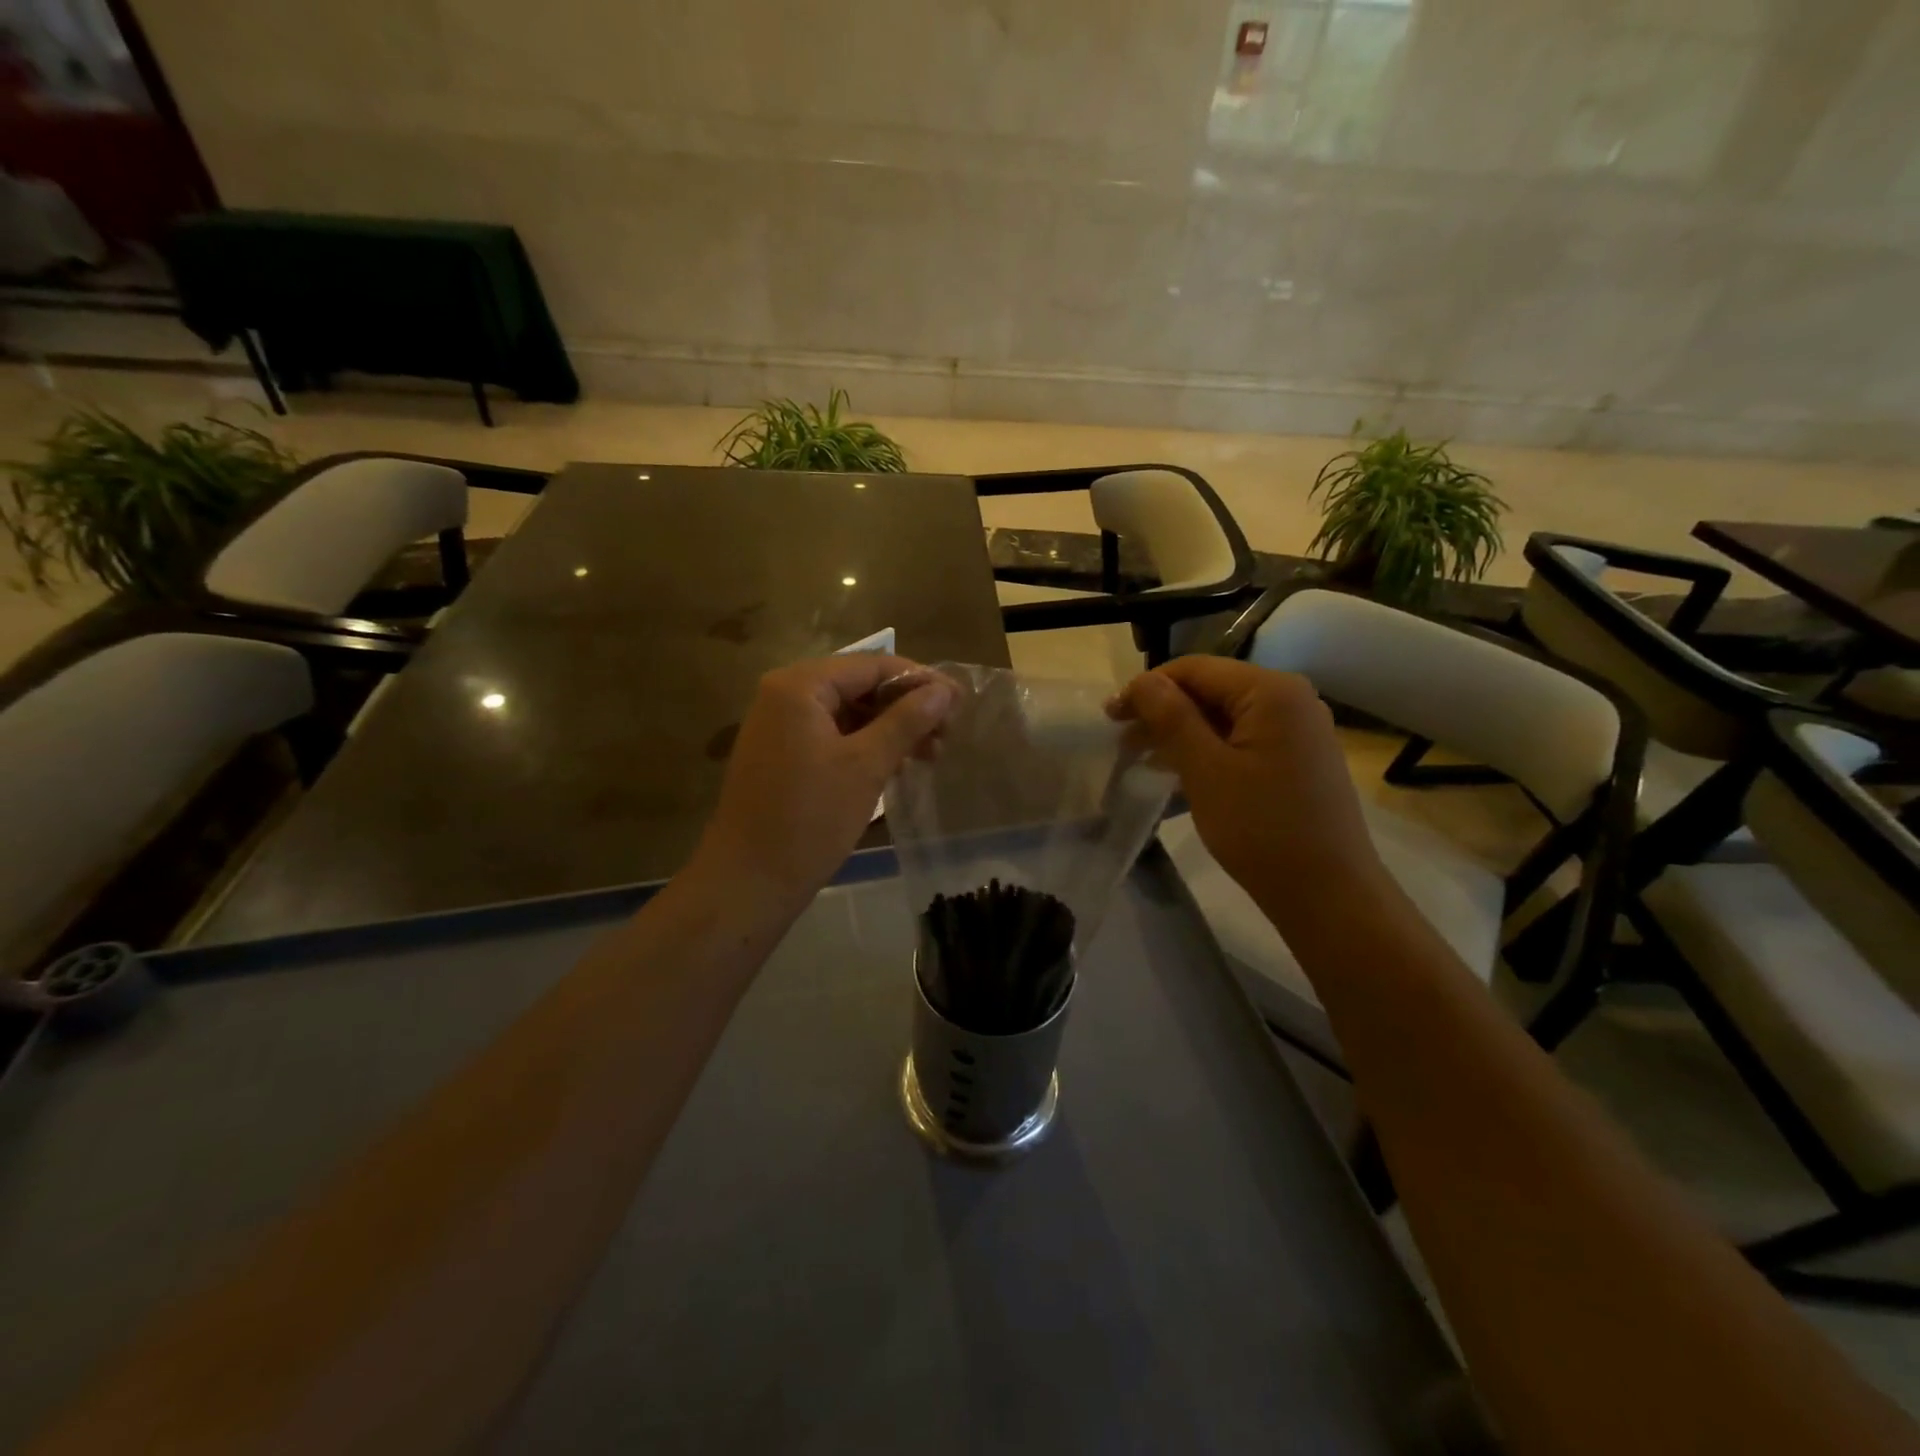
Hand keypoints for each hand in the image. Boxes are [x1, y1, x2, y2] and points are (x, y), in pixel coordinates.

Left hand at [692, 655, 953, 912]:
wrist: (748, 882)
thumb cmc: (810, 819)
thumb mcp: (866, 765)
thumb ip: (907, 720)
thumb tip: (944, 689)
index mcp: (799, 686)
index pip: (872, 665)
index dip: (920, 680)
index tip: (960, 703)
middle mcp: (784, 695)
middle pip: (859, 686)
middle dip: (906, 707)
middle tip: (948, 734)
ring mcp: (780, 726)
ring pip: (848, 713)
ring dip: (891, 729)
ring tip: (931, 755)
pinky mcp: (782, 755)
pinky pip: (833, 736)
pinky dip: (866, 746)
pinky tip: (897, 765)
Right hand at [1114, 657, 1385, 931]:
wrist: (1328, 894)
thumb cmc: (1262, 829)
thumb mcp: (1205, 770)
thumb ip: (1171, 718)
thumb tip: (1143, 680)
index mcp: (1272, 691)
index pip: (1196, 669)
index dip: (1148, 687)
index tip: (1110, 717)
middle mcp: (1291, 699)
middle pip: (1212, 689)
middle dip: (1163, 711)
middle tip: (1121, 741)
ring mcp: (1299, 730)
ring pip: (1225, 717)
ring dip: (1181, 732)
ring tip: (1142, 759)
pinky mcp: (1298, 758)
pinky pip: (1243, 739)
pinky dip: (1208, 749)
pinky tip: (1180, 771)